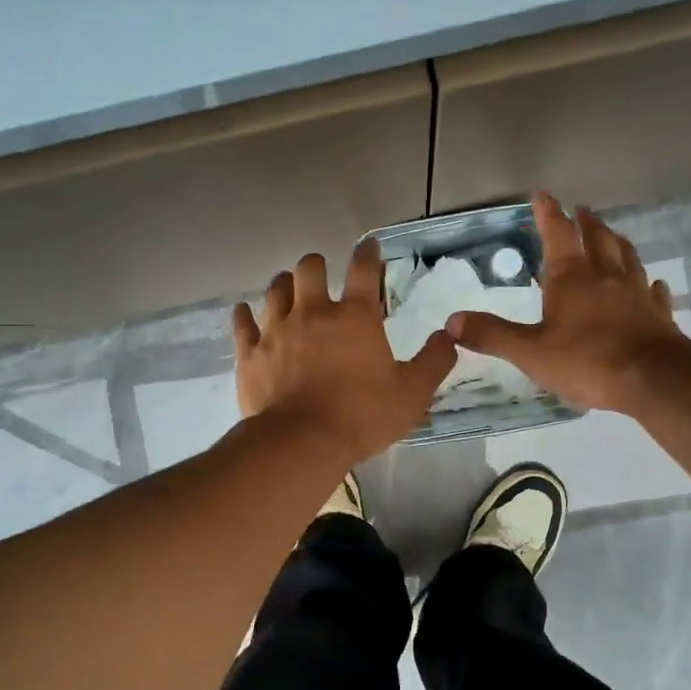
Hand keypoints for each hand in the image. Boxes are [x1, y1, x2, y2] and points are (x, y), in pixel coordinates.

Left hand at [234, 239, 456, 463]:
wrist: (300, 443)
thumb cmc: (362, 416)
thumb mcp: (412, 394)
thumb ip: (434, 361)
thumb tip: (448, 336)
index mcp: (355, 317)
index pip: (363, 269)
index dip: (368, 252)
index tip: (369, 246)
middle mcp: (314, 312)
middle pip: (309, 268)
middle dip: (317, 265)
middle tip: (322, 274)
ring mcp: (276, 330)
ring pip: (275, 289)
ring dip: (284, 284)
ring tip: (289, 289)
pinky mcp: (250, 353)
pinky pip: (242, 322)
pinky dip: (245, 314)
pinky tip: (246, 312)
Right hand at [445, 193, 690, 412]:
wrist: (654, 380)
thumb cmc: (587, 361)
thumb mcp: (530, 352)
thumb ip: (492, 335)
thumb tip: (452, 321)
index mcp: (571, 278)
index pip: (558, 234)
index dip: (548, 213)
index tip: (542, 193)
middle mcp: (605, 276)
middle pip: (597, 238)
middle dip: (586, 222)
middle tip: (582, 211)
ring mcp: (635, 294)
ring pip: (627, 258)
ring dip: (617, 243)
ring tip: (612, 234)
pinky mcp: (658, 316)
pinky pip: (654, 292)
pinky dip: (649, 284)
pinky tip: (652, 284)